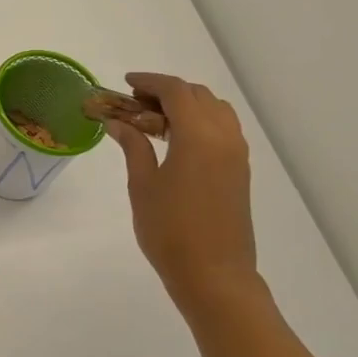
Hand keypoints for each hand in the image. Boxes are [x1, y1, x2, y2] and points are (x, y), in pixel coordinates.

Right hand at [105, 73, 258, 309]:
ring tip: (153, 121)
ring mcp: (237, 154)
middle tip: (134, 104)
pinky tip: (174, 141)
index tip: (125, 83)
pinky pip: (222, 129)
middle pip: (198, 96)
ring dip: (186, 106)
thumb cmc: (169, 230)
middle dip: (166, 92)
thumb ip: (133, 146)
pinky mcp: (240, 171)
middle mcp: (224, 137)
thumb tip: (118, 122)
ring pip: (215, 110)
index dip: (150, 82)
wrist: (213, 274)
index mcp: (198, 136)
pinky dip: (199, 122)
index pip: (176, 91)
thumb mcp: (142, 185)